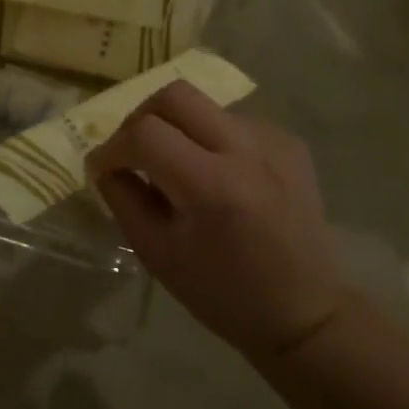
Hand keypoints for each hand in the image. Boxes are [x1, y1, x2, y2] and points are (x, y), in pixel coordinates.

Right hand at [87, 83, 342, 359]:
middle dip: (142, 116)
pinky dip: (211, 139)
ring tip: (180, 168)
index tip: (103, 167)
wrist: (305, 314)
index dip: (113, 146)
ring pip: (204, 106)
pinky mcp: (288, 141)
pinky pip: (232, 121)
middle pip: (175, 95)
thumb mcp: (157, 254)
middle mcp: (247, 151)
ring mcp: (273, 140)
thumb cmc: (223, 293)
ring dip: (178, 128)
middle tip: (134, 149)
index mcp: (213, 188)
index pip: (145, 134)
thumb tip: (102, 162)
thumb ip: (122, 198)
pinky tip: (217, 174)